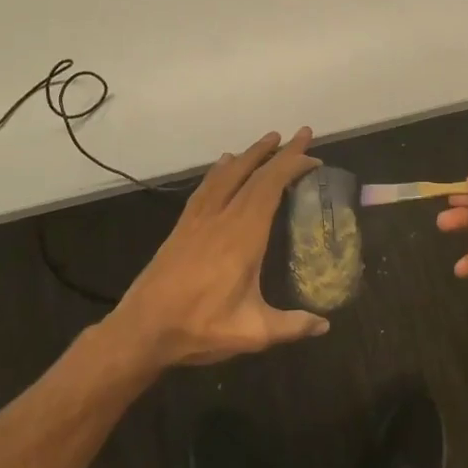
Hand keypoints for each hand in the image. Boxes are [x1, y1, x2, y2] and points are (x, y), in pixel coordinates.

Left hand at [107, 129, 330, 369]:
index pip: (270, 186)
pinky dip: (220, 170)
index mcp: (243, 236)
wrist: (142, 329)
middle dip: (278, 152)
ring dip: (250, 154)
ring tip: (267, 140)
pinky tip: (224, 164)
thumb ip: (292, 326)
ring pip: (227, 174)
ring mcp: (198, 220)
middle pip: (252, 174)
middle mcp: (221, 218)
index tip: (312, 154)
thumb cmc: (200, 327)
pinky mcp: (182, 227)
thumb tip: (325, 326)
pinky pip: (206, 187)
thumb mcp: (252, 332)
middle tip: (300, 135)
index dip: (291, 164)